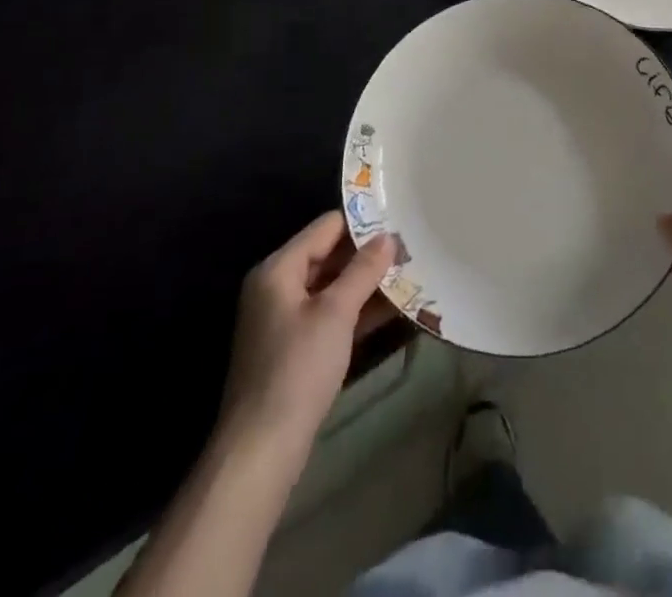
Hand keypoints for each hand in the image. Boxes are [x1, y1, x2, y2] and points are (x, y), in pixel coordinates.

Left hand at [219, 212, 397, 449]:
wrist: (261, 450)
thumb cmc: (297, 369)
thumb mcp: (336, 313)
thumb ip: (363, 270)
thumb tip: (388, 237)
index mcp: (278, 268)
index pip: (326, 227)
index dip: (362, 222)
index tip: (399, 221)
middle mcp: (277, 286)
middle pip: (328, 255)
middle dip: (367, 255)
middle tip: (410, 249)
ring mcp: (284, 318)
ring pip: (331, 286)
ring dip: (366, 283)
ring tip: (410, 274)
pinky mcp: (294, 347)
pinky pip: (329, 314)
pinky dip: (356, 310)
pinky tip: (392, 309)